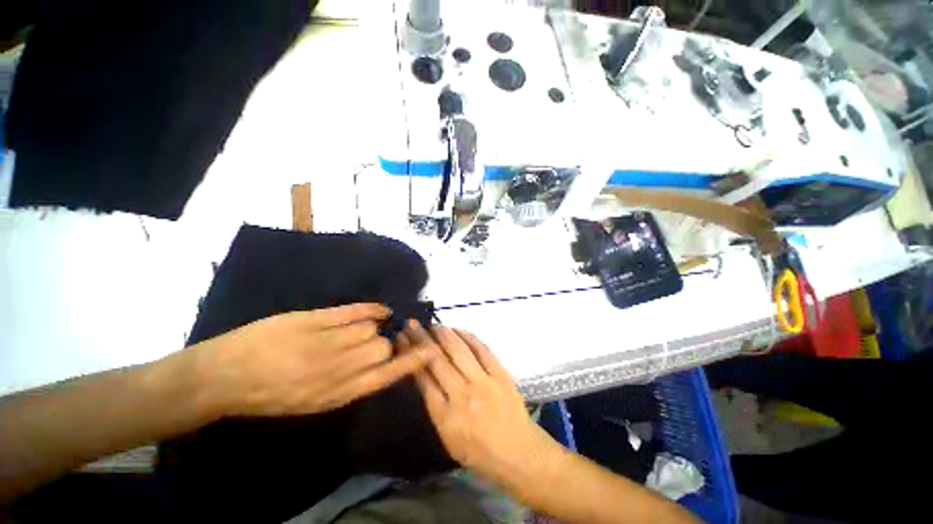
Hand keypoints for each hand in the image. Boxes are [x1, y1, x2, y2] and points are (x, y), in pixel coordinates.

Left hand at [194, 304, 433, 416]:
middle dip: (385, 344)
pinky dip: (372, 308)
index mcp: (338, 393)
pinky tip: (378, 309)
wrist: (224, 376)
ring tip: (363, 328)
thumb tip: (381, 363)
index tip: (430, 351)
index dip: (412, 362)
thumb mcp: (314, 402)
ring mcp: (327, 341)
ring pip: (370, 328)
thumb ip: (350, 383)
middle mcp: (338, 368)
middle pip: (382, 348)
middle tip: (380, 340)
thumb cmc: (270, 396)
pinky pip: (355, 310)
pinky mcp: (315, 319)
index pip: (387, 375)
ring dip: (373, 327)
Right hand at [398, 321, 557, 485]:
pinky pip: (481, 349)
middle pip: (436, 360)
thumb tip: (422, 373)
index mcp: (445, 415)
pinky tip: (457, 329)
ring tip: (433, 325)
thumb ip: (434, 404)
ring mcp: (483, 382)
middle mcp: (462, 395)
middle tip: (412, 324)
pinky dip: (468, 336)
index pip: (422, 377)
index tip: (403, 340)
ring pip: (458, 350)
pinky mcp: (500, 374)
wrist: (518, 452)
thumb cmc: (478, 450)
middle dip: (421, 339)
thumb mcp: (447, 436)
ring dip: (443, 333)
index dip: (410, 355)